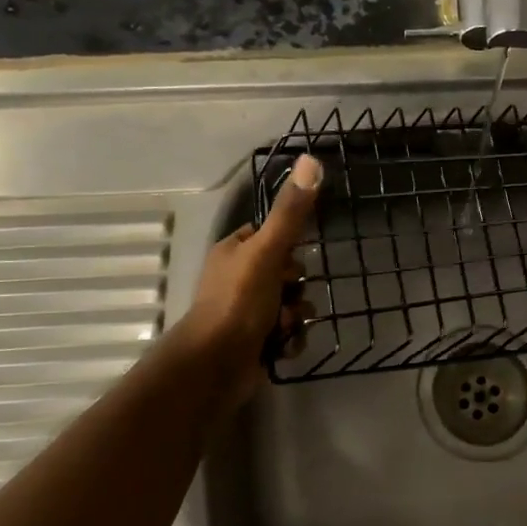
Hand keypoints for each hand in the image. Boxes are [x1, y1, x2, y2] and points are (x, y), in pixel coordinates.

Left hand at [175, 153, 322, 398]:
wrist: (215, 365)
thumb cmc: (238, 302)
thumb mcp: (268, 251)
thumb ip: (290, 212)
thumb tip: (311, 159)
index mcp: (233, 252)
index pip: (270, 237)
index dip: (288, 247)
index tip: (295, 257)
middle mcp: (236, 280)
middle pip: (285, 273)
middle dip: (296, 287)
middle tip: (289, 295)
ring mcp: (244, 313)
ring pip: (290, 304)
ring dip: (296, 315)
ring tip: (285, 325)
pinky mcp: (254, 343)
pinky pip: (287, 333)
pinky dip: (290, 339)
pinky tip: (283, 346)